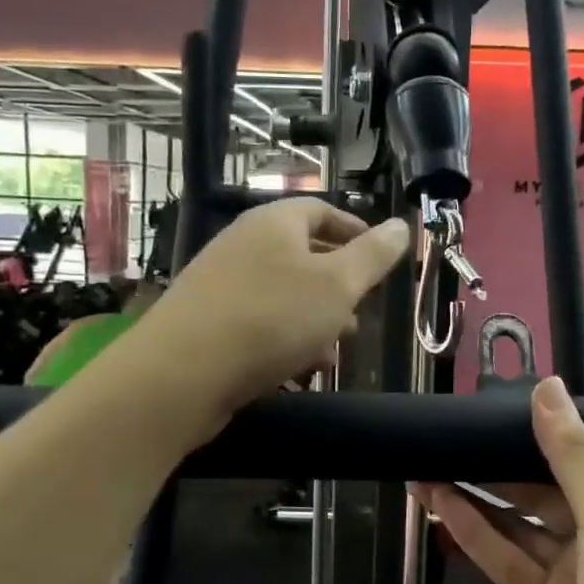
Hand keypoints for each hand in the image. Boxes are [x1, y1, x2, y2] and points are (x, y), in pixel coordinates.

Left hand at [139, 198, 410, 429]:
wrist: (182, 373)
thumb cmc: (271, 317)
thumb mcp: (337, 285)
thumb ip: (373, 256)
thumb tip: (401, 226)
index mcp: (274, 223)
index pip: (321, 211)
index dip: (355, 231)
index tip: (380, 259)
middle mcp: (244, 245)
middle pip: (302, 255)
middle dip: (338, 286)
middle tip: (362, 312)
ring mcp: (221, 284)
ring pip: (283, 295)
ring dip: (315, 319)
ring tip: (335, 349)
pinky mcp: (208, 323)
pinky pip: (259, 323)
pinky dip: (285, 340)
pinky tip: (300, 370)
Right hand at [418, 378, 583, 583]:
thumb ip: (574, 456)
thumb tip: (548, 387)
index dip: (542, 438)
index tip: (497, 411)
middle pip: (545, 492)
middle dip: (499, 466)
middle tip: (450, 435)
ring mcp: (574, 578)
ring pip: (518, 526)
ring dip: (477, 496)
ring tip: (429, 462)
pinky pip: (506, 562)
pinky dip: (474, 534)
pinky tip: (440, 502)